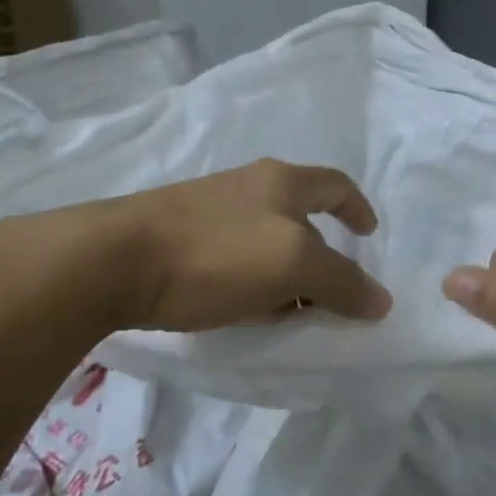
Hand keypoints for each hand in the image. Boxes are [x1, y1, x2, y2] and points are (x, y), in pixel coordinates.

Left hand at [99, 159, 392, 332]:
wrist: (114, 260)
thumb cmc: (216, 253)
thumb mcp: (292, 265)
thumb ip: (341, 282)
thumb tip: (381, 301)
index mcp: (281, 182)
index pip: (335, 185)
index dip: (358, 208)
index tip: (369, 236)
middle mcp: (247, 187)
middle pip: (299, 216)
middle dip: (320, 254)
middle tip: (329, 295)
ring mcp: (208, 209)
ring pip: (264, 241)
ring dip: (284, 273)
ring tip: (288, 313)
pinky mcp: (179, 237)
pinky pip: (232, 258)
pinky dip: (251, 282)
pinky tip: (242, 312)